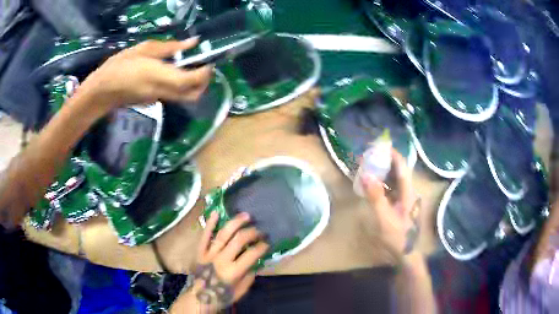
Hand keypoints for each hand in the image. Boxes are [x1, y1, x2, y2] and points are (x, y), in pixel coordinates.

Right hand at [77, 38, 212, 116]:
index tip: (209, 61)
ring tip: (191, 66)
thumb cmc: (120, 66)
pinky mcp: (153, 102)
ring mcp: (158, 99)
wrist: (102, 91)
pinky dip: (181, 86)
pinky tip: (175, 72)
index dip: (205, 73)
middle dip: (204, 83)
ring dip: (193, 84)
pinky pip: (174, 96)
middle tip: (203, 66)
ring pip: (185, 97)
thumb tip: (192, 42)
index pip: (191, 80)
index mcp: (160, 76)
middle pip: (193, 95)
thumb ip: (170, 47)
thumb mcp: (144, 49)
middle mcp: (162, 92)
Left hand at [189, 212, 268, 310]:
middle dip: (252, 232)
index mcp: (233, 271)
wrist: (199, 296)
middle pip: (239, 240)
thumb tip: (255, 264)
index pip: (251, 254)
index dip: (262, 246)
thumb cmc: (221, 295)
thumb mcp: (240, 291)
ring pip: (223, 234)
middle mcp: (221, 259)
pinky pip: (205, 235)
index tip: (267, 243)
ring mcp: (209, 253)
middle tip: (260, 230)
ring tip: (246, 216)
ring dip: (236, 223)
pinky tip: (216, 212)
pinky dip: (210, 223)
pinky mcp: (200, 250)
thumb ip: (249, 277)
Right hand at [361, 149, 419, 254]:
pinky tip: (371, 183)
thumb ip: (376, 197)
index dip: (392, 154)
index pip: (402, 166)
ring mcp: (404, 197)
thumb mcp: (384, 218)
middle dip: (384, 160)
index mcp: (408, 191)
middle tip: (367, 155)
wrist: (405, 252)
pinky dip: (381, 181)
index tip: (377, 146)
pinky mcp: (399, 203)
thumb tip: (365, 175)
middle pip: (398, 169)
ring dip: (382, 170)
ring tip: (367, 165)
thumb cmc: (397, 236)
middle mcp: (408, 190)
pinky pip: (391, 187)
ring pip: (394, 178)